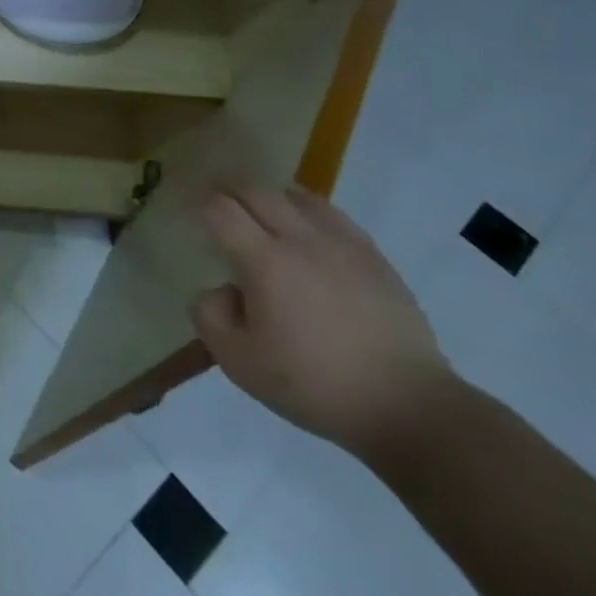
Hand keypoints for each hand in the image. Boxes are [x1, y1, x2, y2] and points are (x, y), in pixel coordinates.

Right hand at [190, 185, 454, 459]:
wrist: (406, 405)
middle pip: (257, 191)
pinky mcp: (374, 257)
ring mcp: (343, 244)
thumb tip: (220, 290)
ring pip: (297, 195)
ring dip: (270, 196)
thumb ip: (209, 315)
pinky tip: (306, 230)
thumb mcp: (238, 362)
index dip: (199, 204)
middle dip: (229, 190)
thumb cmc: (313, 384)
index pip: (221, 210)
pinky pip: (332, 215)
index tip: (189, 209)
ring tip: (260, 210)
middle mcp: (302, 240)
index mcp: (265, 261)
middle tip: (215, 199)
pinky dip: (308, 211)